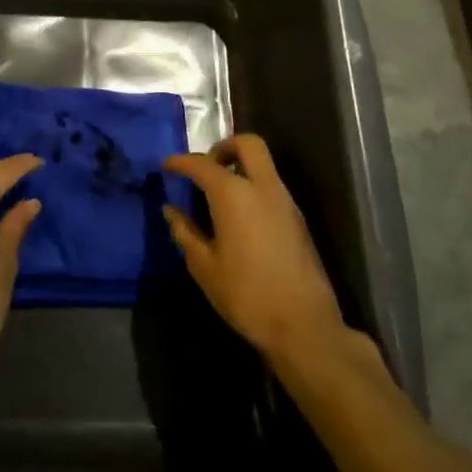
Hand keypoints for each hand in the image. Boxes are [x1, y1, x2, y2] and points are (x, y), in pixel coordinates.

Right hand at [163, 134, 349, 367]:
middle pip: (247, 144)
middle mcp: (262, 187)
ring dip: (240, 167)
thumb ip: (185, 232)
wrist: (305, 327)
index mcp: (234, 194)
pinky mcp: (298, 219)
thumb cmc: (246, 296)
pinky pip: (272, 186)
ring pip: (263, 164)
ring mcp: (285, 201)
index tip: (166, 166)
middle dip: (223, 147)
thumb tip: (171, 210)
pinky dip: (253, 187)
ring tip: (218, 196)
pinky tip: (239, 217)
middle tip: (205, 168)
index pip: (202, 164)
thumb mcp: (204, 267)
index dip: (181, 162)